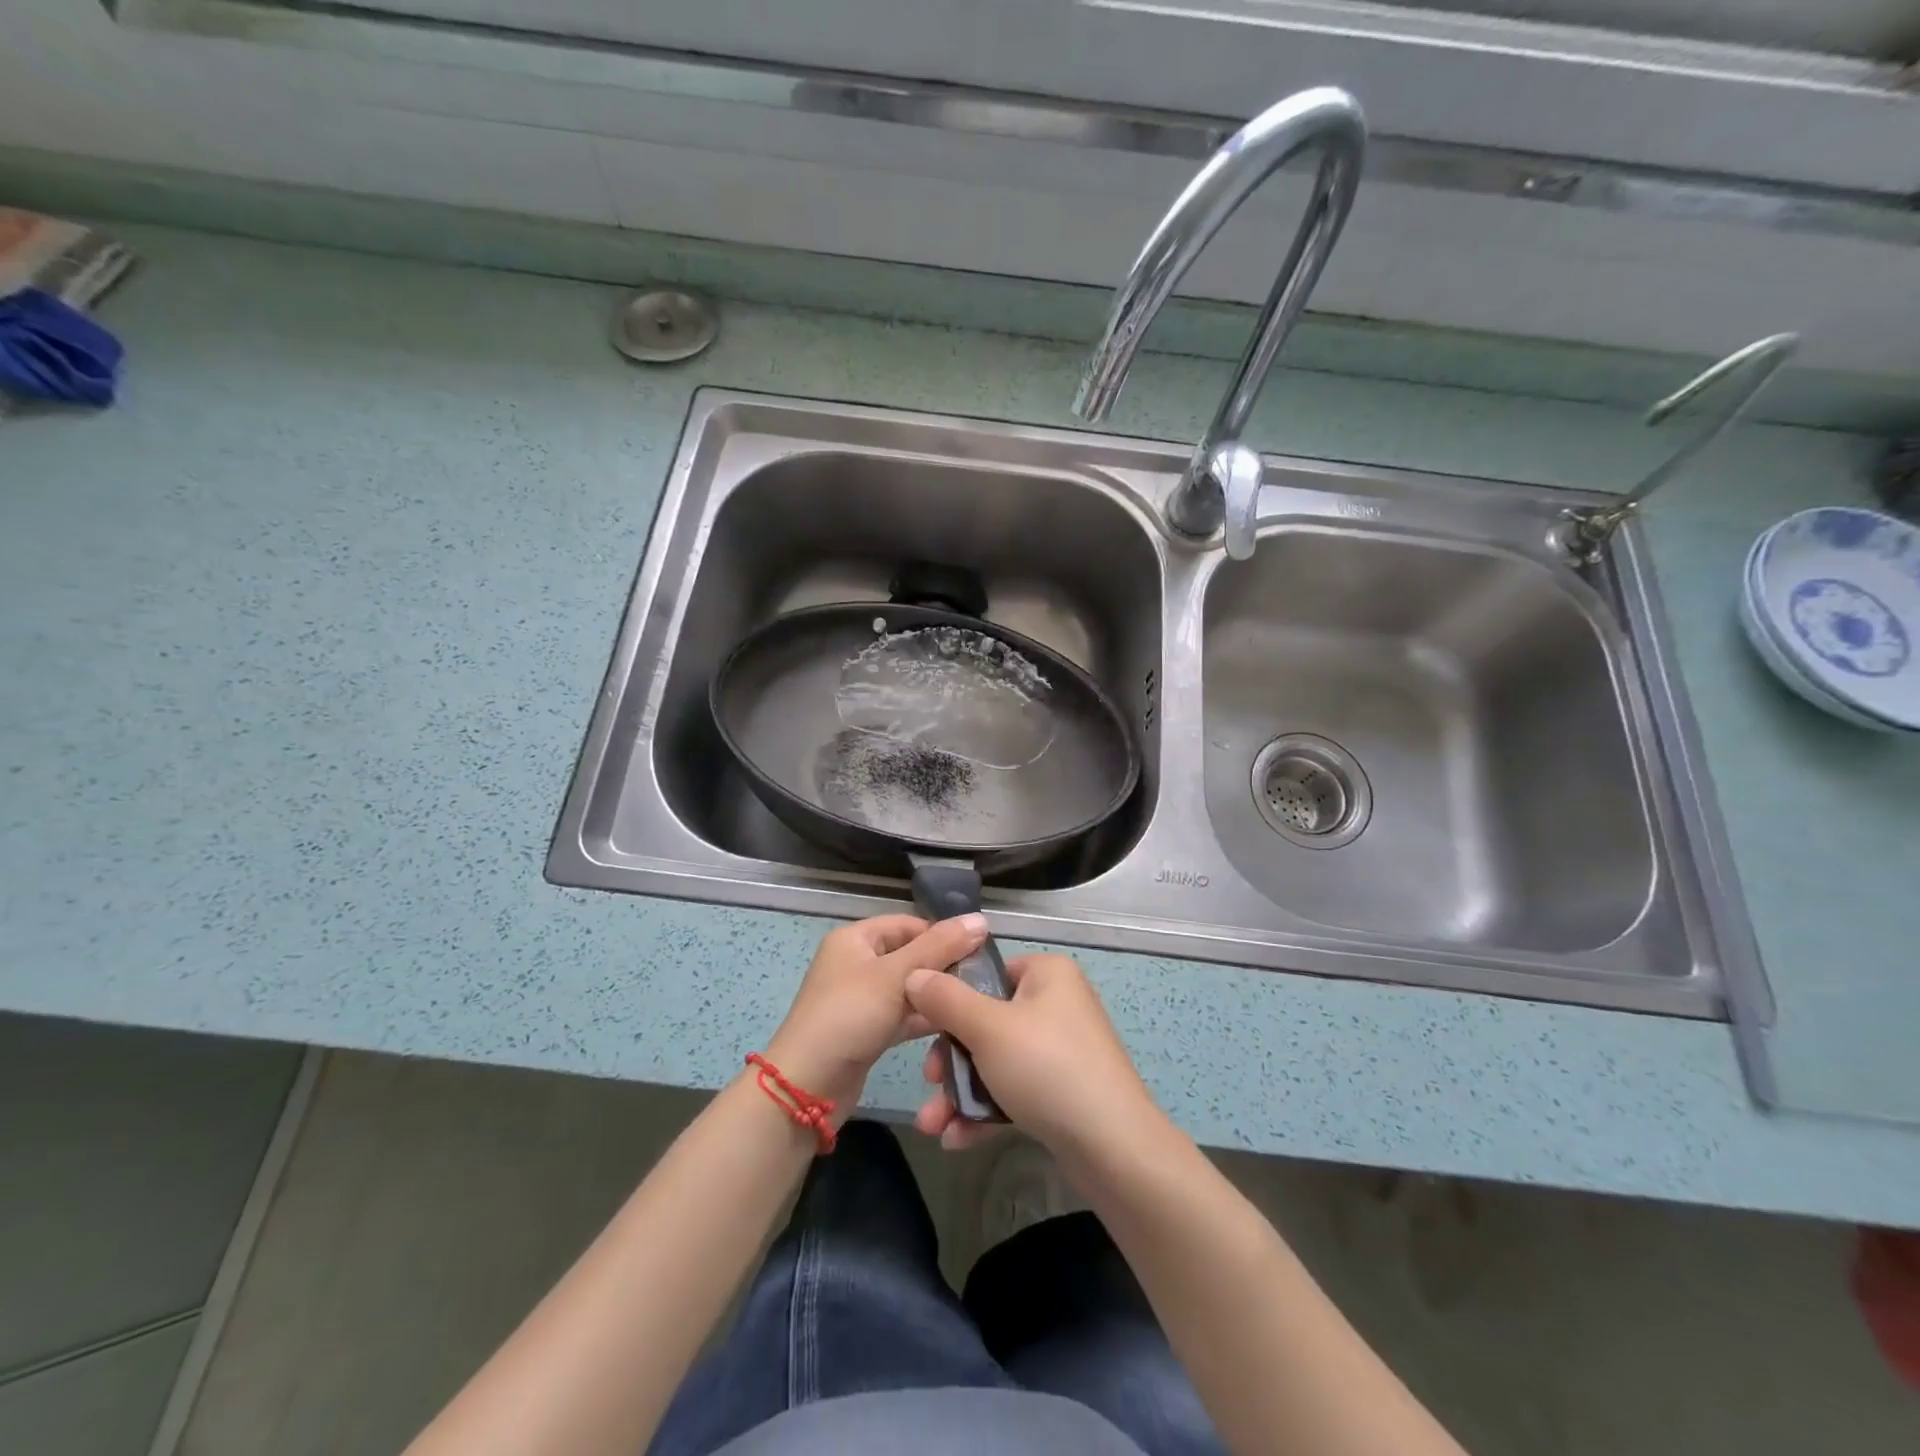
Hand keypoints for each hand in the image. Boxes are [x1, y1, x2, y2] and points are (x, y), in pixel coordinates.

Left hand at [765, 914, 987, 1118]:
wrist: (806, 1087)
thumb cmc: (849, 1016)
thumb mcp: (897, 976)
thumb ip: (940, 947)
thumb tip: (980, 919)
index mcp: (856, 939)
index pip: (909, 924)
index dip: (942, 935)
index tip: (978, 952)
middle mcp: (856, 963)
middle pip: (910, 956)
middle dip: (942, 968)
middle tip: (980, 982)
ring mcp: (860, 999)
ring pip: (908, 989)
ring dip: (935, 997)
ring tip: (972, 1005)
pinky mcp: (867, 1030)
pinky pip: (902, 1016)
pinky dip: (923, 1020)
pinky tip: (953, 1028)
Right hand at [904, 952, 1163, 1160]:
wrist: (1113, 1148)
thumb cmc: (1047, 1068)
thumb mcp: (987, 1028)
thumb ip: (945, 1000)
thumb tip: (914, 974)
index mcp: (1046, 974)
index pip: (987, 972)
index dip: (951, 998)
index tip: (923, 1028)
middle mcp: (1056, 1004)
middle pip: (985, 1021)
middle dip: (950, 1060)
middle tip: (931, 1082)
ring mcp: (1061, 1050)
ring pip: (995, 1062)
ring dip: (960, 1092)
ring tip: (931, 1124)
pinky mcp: (1062, 1091)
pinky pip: (1013, 1090)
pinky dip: (985, 1110)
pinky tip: (956, 1139)